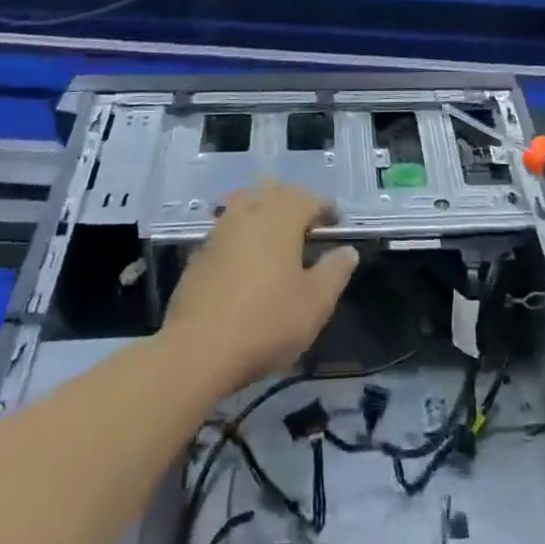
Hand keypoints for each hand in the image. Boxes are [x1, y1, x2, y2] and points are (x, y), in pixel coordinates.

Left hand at [160, 184, 358, 394]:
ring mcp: (220, 231)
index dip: (326, 208)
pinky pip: (227, 228)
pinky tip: (246, 259)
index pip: (309, 197)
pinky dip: (242, 233)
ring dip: (265, 211)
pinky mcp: (199, 253)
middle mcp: (249, 213)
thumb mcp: (316, 302)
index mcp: (281, 218)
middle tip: (308, 227)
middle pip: (274, 191)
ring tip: (276, 237)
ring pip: (246, 203)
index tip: (336, 226)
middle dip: (294, 202)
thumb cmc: (266, 322)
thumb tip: (347, 251)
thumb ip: (335, 271)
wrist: (197, 351)